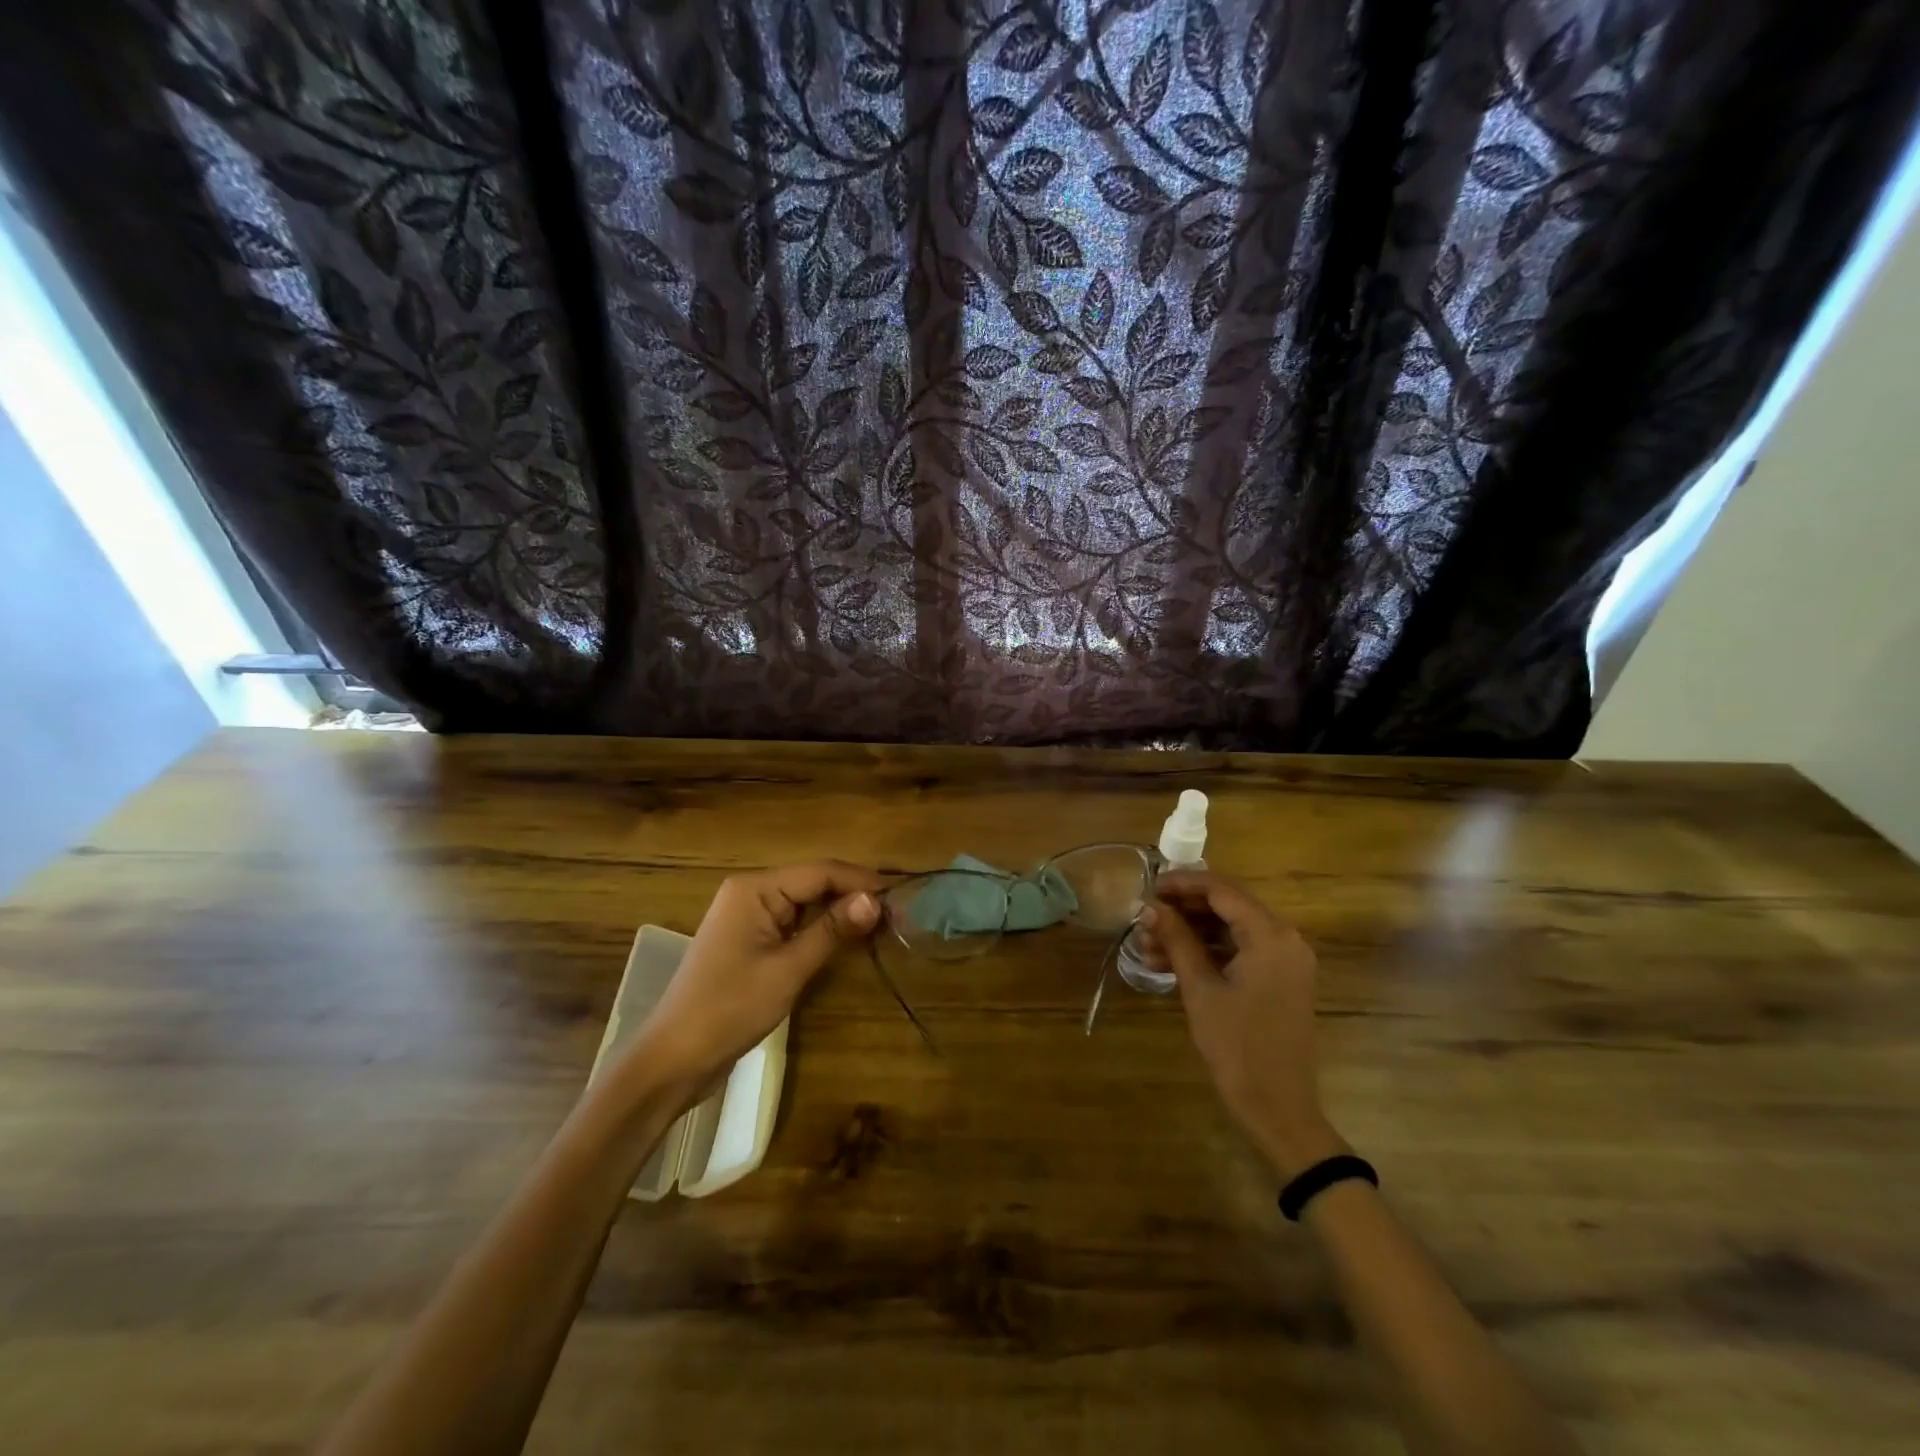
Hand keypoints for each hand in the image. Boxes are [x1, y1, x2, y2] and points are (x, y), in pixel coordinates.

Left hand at [629, 861, 880, 1092]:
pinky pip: (794, 923)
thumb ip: (832, 931)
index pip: (820, 871)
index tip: (902, 898)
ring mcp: (749, 917)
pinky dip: (821, 929)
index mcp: (755, 888)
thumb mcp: (788, 969)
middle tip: (897, 917)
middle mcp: (751, 892)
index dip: (862, 882)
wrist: (674, 1059)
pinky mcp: (750, 940)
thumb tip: (876, 901)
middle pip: (814, 882)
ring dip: (840, 913)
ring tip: (881, 927)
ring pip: (806, 903)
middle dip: (854, 896)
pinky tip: (846, 940)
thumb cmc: (729, 1009)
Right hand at [1136, 871, 1344, 1179]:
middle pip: (1227, 906)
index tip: (1147, 888)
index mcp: (1270, 935)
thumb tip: (1149, 907)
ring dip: (1191, 933)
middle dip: (1182, 910)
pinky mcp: (1279, 979)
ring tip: (1147, 946)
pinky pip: (1240, 950)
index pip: (1221, 890)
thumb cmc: (1237, 1047)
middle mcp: (1285, 938)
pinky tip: (1170, 962)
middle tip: (1144, 919)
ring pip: (1230, 929)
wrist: (1278, 1108)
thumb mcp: (1200, 989)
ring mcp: (1285, 960)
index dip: (1181, 883)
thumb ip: (1177, 940)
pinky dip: (1208, 952)